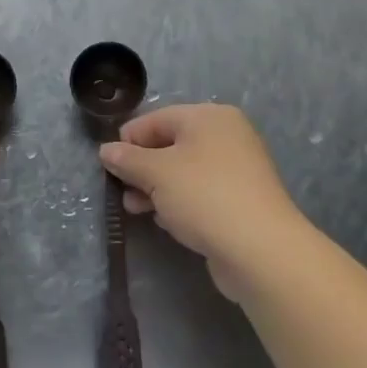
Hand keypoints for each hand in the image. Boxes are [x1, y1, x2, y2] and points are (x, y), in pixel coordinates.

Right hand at [100, 105, 311, 298]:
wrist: (260, 250)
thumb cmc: (203, 196)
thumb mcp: (156, 173)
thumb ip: (127, 159)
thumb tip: (106, 150)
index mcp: (209, 117)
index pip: (156, 118)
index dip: (128, 140)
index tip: (108, 165)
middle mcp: (226, 136)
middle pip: (170, 144)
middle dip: (141, 168)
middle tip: (121, 191)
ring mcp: (237, 169)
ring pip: (183, 172)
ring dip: (155, 188)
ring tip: (135, 209)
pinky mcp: (240, 200)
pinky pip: (199, 193)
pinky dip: (179, 202)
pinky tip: (166, 221)